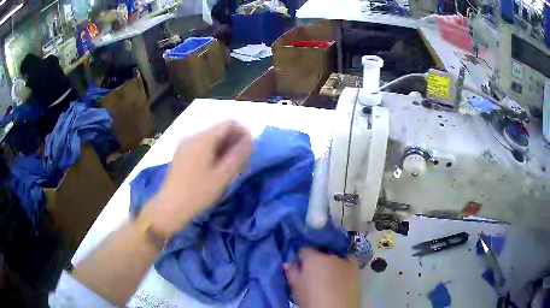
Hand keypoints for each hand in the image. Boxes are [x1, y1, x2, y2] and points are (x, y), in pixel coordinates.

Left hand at [143, 121, 252, 237]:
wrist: (170, 208)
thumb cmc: (198, 193)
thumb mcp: (222, 176)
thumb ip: (238, 155)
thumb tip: (250, 140)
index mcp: (203, 139)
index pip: (229, 123)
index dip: (243, 132)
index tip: (251, 149)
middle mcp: (192, 137)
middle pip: (219, 130)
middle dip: (234, 142)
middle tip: (243, 162)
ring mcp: (185, 145)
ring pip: (211, 139)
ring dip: (225, 148)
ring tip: (232, 167)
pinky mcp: (181, 155)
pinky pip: (202, 147)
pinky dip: (213, 153)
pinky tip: (217, 169)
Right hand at [284, 248, 360, 307]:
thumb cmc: (313, 301)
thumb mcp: (297, 289)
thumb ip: (292, 273)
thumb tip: (288, 264)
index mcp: (314, 258)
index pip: (303, 249)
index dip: (300, 258)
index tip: (299, 266)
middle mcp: (331, 255)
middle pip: (320, 253)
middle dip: (316, 261)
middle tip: (312, 275)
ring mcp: (346, 261)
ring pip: (334, 258)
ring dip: (329, 264)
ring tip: (327, 279)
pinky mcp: (357, 269)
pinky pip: (346, 264)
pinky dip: (342, 269)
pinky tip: (339, 280)